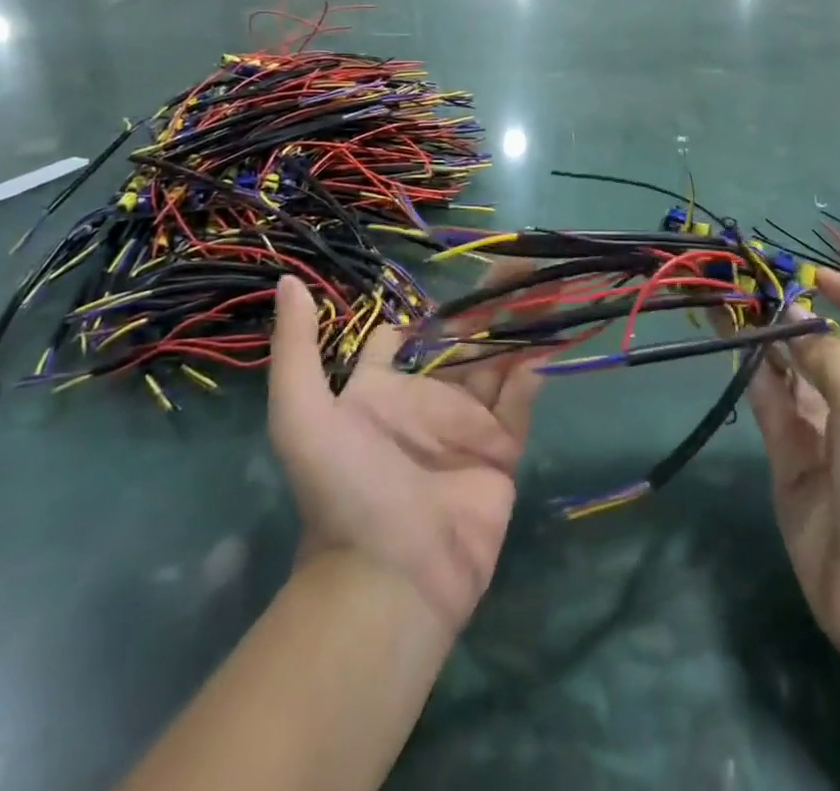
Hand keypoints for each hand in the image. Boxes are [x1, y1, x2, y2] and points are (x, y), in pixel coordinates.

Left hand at [268, 275, 541, 633]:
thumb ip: (296, 348)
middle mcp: (426, 400)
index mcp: (381, 390)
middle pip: (463, 340)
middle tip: (523, 261)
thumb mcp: (301, 415)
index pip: (400, 339)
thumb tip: (289, 280)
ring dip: (522, 326)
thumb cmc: (345, 489)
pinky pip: (518, 404)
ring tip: (549, 286)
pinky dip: (531, 376)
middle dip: (490, 302)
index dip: (420, 311)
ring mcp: (466, 426)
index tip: (448, 277)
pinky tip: (543, 347)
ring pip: (499, 362)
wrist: (389, 578)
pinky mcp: (499, 453)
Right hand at [747, 269, 839, 676]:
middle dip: (796, 317)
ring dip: (766, 342)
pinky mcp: (793, 466)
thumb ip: (826, 355)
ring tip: (731, 304)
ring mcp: (827, 439)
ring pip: (792, 376)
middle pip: (829, 350)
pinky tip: (735, 348)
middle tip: (752, 285)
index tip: (814, 274)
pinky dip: (755, 379)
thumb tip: (791, 316)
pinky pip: (773, 410)